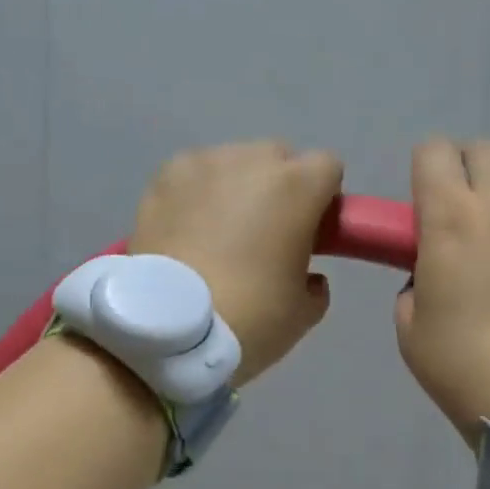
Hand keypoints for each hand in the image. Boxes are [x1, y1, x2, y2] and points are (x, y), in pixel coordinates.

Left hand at [131, 142, 343, 384]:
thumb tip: (307, 276)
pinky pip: (193, 176)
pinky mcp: (163, 178)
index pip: (327, 167)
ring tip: (218, 235)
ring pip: (232, 163)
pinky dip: (196, 195)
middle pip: (278, 159)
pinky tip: (186, 231)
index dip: (322, 198)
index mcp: (297, 187)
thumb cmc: (249, 317)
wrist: (169, 329)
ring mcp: (203, 164)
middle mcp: (251, 160)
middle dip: (278, 188)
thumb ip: (315, 284)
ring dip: (235, 188)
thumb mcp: (303, 313)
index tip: (311, 231)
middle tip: (265, 235)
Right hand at [395, 138, 489, 440]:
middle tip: (470, 212)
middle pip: (482, 148)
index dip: (426, 171)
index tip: (427, 200)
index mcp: (450, 217)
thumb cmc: (466, 366)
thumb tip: (434, 268)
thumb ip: (414, 281)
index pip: (433, 151)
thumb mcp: (410, 328)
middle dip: (468, 171)